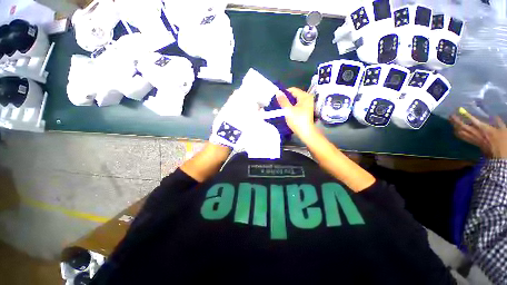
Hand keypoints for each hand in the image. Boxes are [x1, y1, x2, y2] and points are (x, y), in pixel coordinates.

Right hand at [276, 87, 315, 138]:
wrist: (306, 133)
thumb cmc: (297, 121)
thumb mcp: (288, 110)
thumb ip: (283, 100)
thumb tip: (277, 91)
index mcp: (305, 96)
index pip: (292, 90)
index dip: (284, 93)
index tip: (277, 99)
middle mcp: (308, 98)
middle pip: (294, 94)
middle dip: (286, 98)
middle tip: (279, 104)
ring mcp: (308, 104)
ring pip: (296, 100)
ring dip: (289, 103)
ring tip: (282, 108)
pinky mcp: (307, 109)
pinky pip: (298, 104)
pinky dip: (292, 106)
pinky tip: (288, 111)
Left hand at [450, 112, 506, 158]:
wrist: (499, 155)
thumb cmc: (502, 141)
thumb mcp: (503, 129)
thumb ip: (498, 122)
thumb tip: (495, 116)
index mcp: (483, 128)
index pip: (472, 120)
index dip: (465, 115)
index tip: (459, 110)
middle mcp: (475, 132)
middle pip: (462, 126)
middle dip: (455, 120)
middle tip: (450, 115)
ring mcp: (473, 138)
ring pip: (460, 132)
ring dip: (454, 126)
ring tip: (451, 121)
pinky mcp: (472, 143)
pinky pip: (462, 137)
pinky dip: (457, 133)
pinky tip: (455, 130)